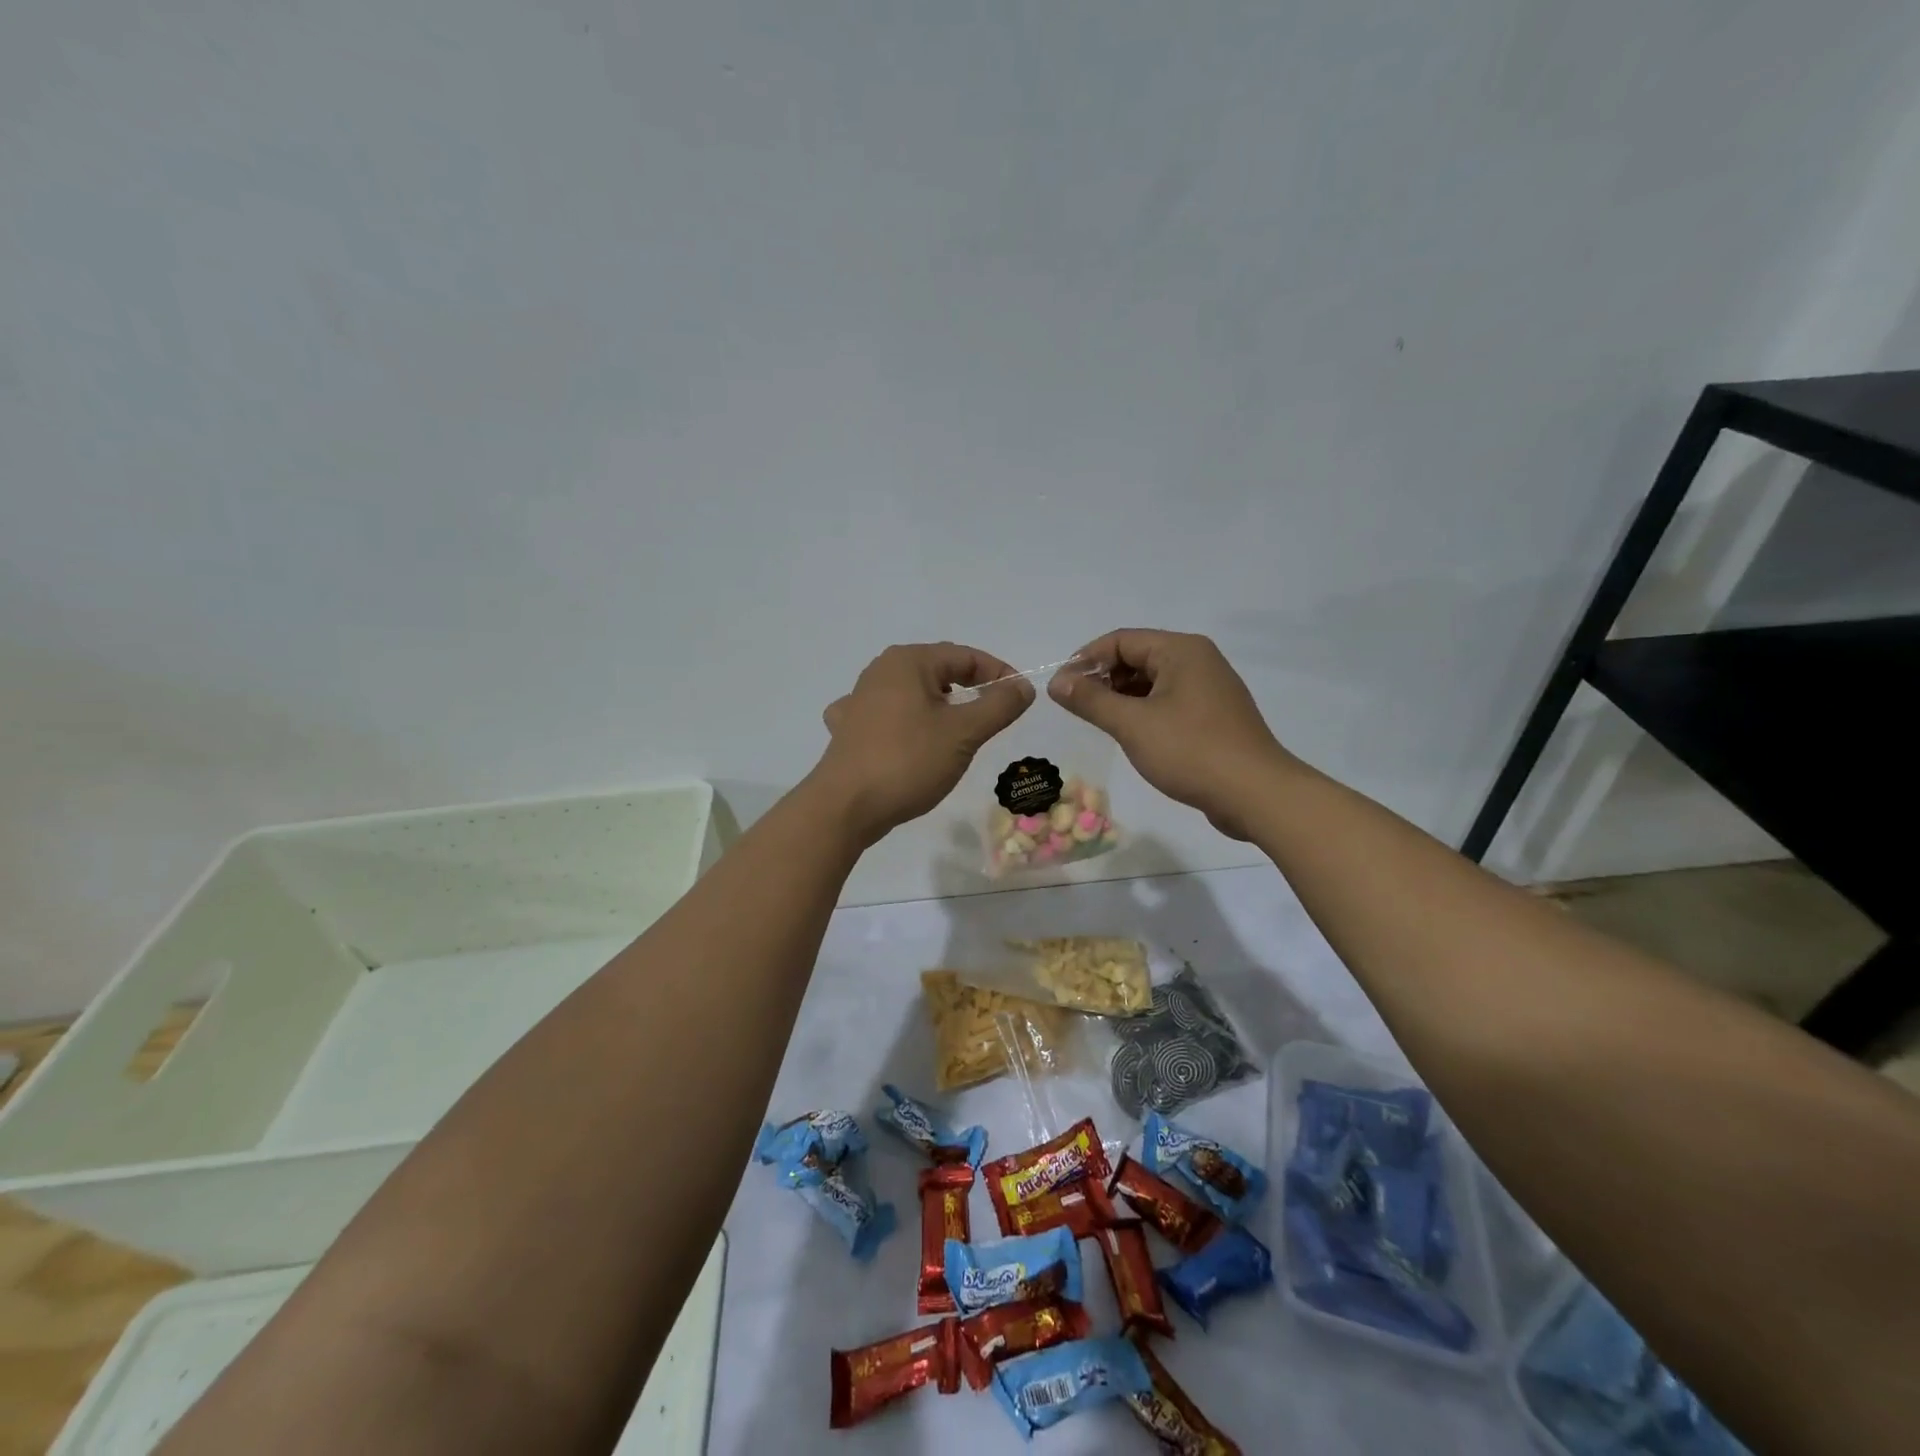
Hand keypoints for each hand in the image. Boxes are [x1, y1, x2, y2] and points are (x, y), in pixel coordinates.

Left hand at [813, 642, 1033, 845]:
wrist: (845, 807)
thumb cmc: (908, 761)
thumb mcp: (964, 733)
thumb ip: (998, 705)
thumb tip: (1023, 686)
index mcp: (908, 662)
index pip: (965, 656)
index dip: (998, 673)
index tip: (1020, 698)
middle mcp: (880, 671)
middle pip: (938, 671)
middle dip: (970, 689)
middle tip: (994, 716)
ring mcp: (859, 700)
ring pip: (913, 694)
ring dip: (940, 707)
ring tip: (958, 730)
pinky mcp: (850, 730)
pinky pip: (888, 716)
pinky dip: (907, 723)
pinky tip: (909, 738)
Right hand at [1050, 629, 1294, 840]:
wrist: (1256, 794)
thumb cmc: (1191, 751)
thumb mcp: (1132, 724)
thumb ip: (1090, 700)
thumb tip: (1056, 682)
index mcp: (1181, 650)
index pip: (1121, 640)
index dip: (1086, 660)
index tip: (1061, 689)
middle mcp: (1198, 660)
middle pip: (1138, 657)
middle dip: (1103, 678)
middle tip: (1076, 708)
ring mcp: (1210, 688)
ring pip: (1153, 681)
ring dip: (1122, 697)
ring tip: (1098, 722)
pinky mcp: (1214, 716)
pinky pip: (1169, 701)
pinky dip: (1144, 711)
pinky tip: (1130, 734)